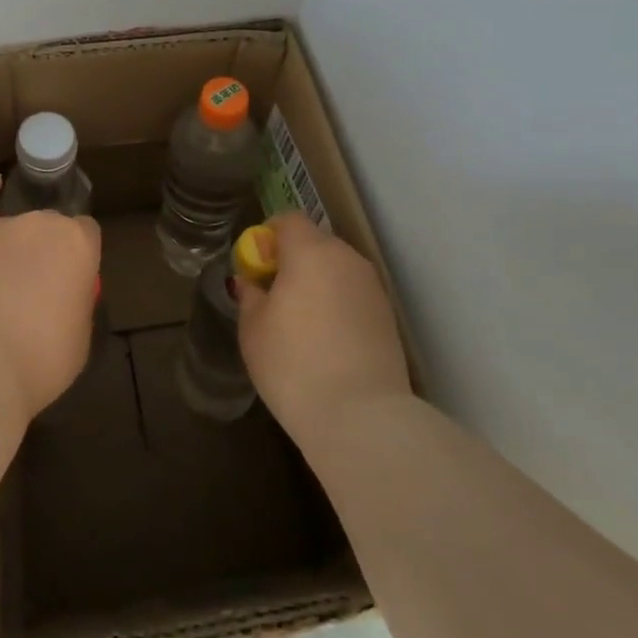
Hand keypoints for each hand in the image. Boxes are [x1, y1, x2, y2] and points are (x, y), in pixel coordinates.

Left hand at [0, 176, 101, 420]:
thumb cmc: (41, 360)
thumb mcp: (80, 336)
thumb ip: (75, 301)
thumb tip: (63, 295)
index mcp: (78, 244)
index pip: (85, 234)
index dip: (76, 257)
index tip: (68, 281)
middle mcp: (41, 223)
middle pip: (48, 227)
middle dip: (43, 252)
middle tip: (31, 289)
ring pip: (11, 224)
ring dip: (11, 245)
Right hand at [236, 213, 410, 438]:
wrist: (362, 418)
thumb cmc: (293, 363)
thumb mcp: (252, 327)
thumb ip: (250, 295)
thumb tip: (252, 282)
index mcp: (310, 251)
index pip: (287, 219)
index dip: (267, 235)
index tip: (256, 266)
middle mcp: (346, 258)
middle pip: (314, 242)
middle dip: (292, 259)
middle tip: (273, 295)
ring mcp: (372, 287)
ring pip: (336, 269)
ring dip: (316, 282)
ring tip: (300, 321)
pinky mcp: (388, 317)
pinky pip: (352, 295)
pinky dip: (336, 304)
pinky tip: (325, 340)